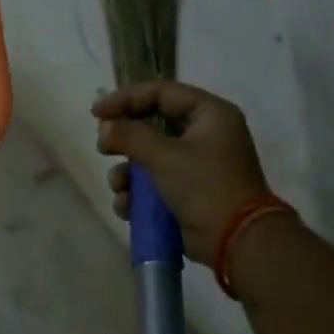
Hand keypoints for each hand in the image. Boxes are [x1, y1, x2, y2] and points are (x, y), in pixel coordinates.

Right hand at [95, 82, 273, 266]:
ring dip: (128, 172)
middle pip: (153, 125)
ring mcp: (198, 166)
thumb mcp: (164, 156)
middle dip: (125, 140)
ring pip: (150, 158)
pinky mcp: (189, 193)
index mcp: (210, 114)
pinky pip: (156, 184)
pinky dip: (138, 194)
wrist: (237, 241)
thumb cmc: (204, 186)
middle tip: (103, 148)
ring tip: (119, 186)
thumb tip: (105, 128)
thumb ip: (129, 136)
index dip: (126, 98)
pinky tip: (127, 206)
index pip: (161, 92)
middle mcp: (205, 135)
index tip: (97, 113)